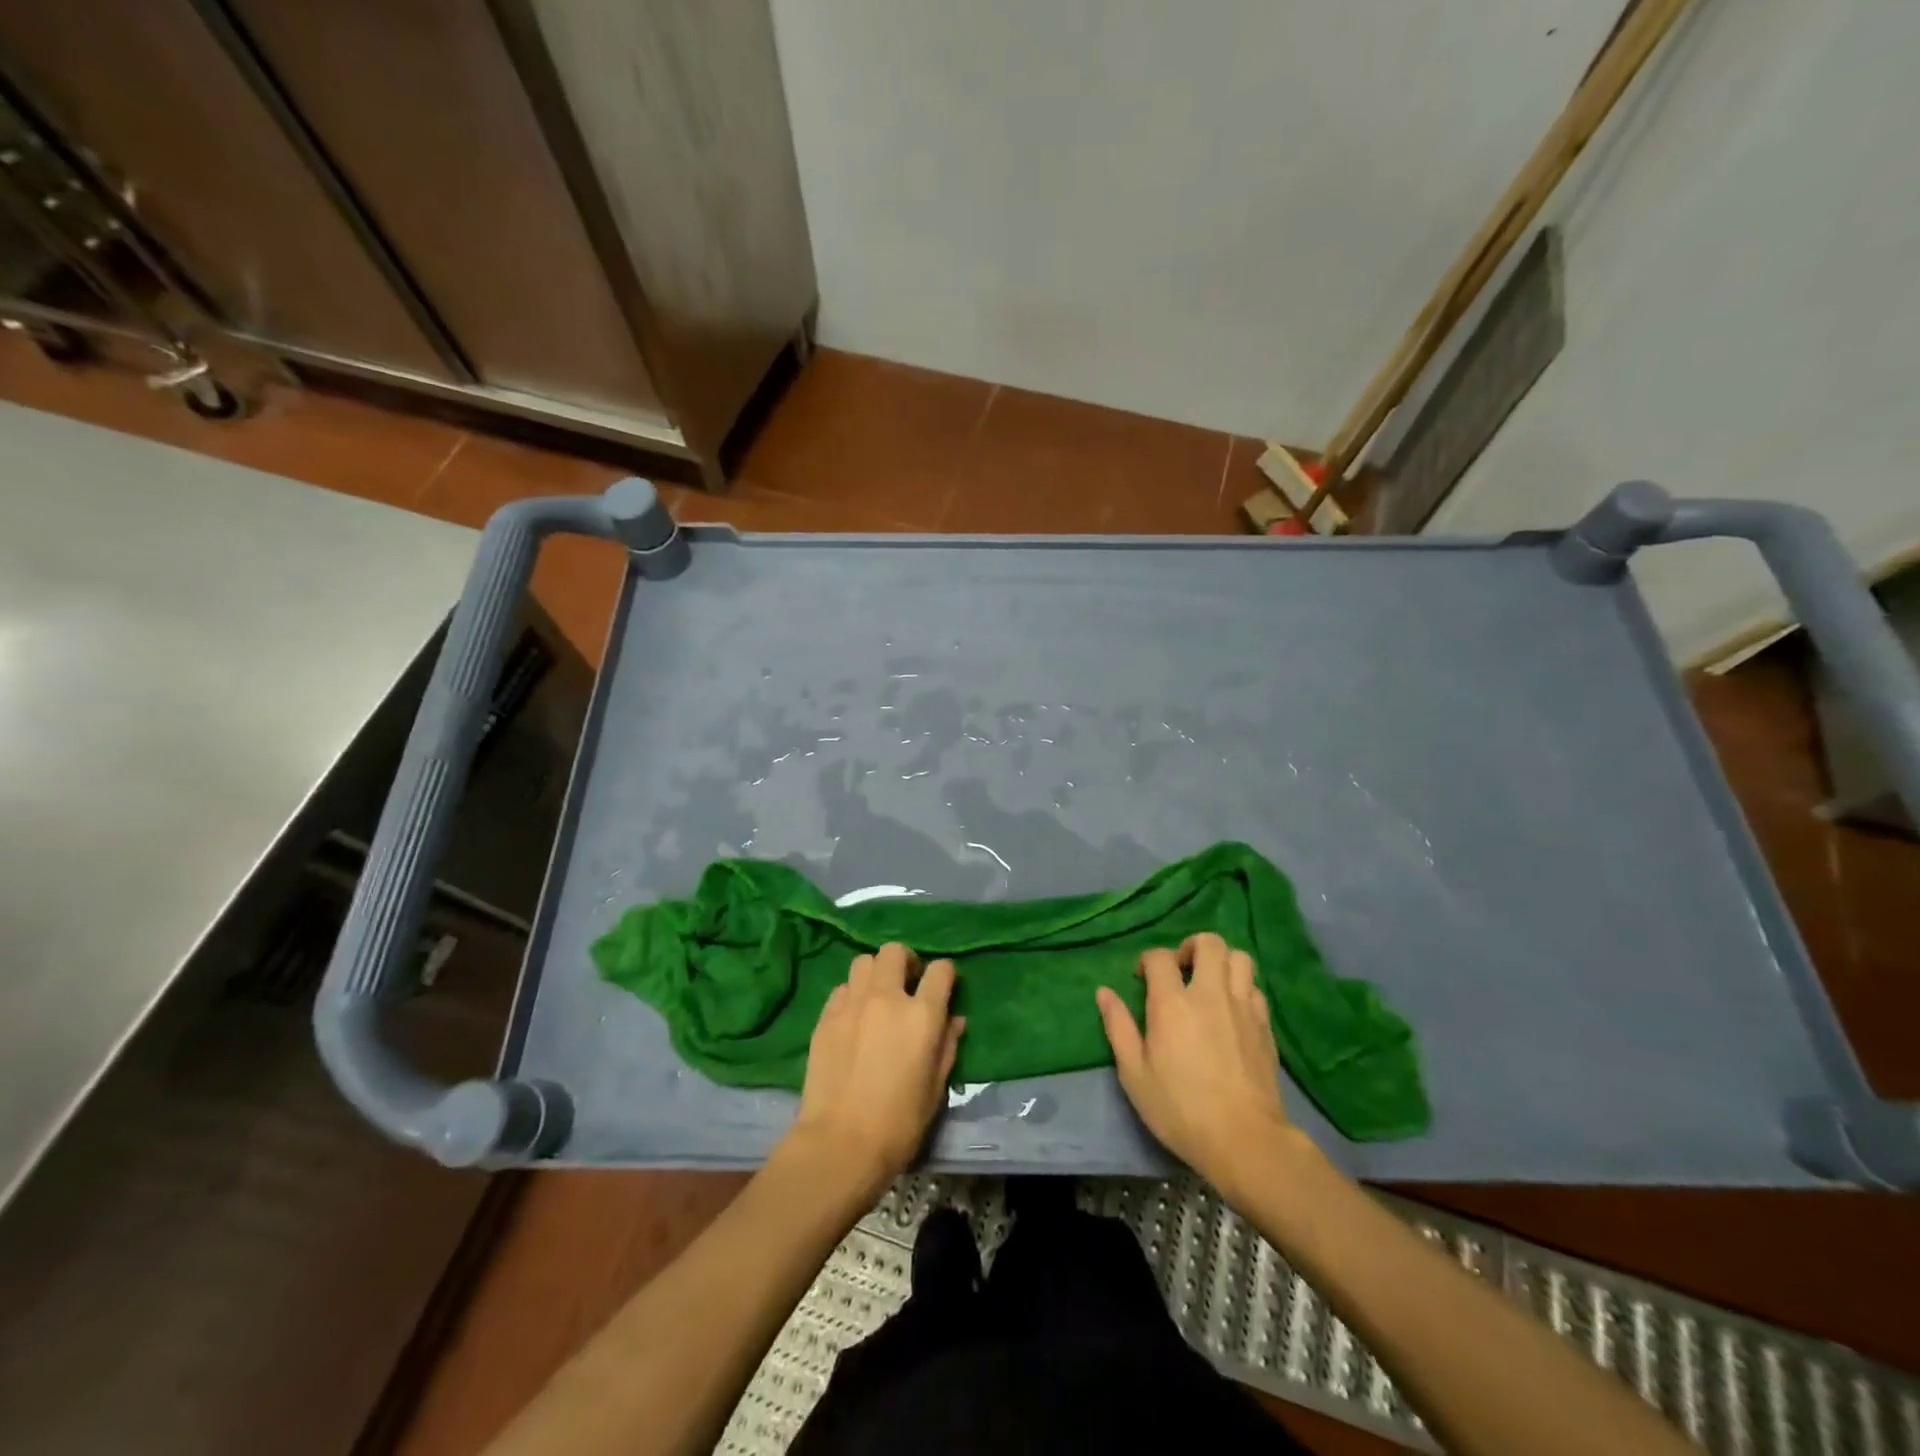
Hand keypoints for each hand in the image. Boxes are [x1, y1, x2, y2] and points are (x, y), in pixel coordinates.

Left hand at [784, 943, 963, 1199]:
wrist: (840, 1143)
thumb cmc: (898, 1123)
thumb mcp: (935, 1088)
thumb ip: (947, 1046)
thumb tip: (954, 1019)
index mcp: (921, 1015)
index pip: (941, 970)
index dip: (945, 976)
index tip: (943, 989)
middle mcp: (887, 998)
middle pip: (895, 951)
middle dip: (906, 962)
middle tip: (907, 985)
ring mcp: (852, 1003)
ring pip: (864, 961)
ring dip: (876, 973)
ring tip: (877, 997)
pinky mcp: (826, 1016)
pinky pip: (842, 988)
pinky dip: (852, 994)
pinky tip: (854, 1018)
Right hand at [1096, 933, 1306, 1193]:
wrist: (1245, 1140)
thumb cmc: (1180, 1109)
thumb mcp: (1135, 1074)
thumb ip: (1118, 1027)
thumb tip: (1104, 992)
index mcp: (1172, 1003)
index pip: (1160, 957)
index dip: (1148, 961)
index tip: (1142, 980)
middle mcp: (1210, 994)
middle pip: (1209, 943)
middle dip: (1191, 947)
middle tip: (1181, 971)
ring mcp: (1243, 1007)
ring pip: (1239, 958)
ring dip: (1221, 963)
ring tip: (1208, 985)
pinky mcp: (1265, 1025)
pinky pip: (1255, 988)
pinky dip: (1241, 988)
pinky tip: (1231, 1011)